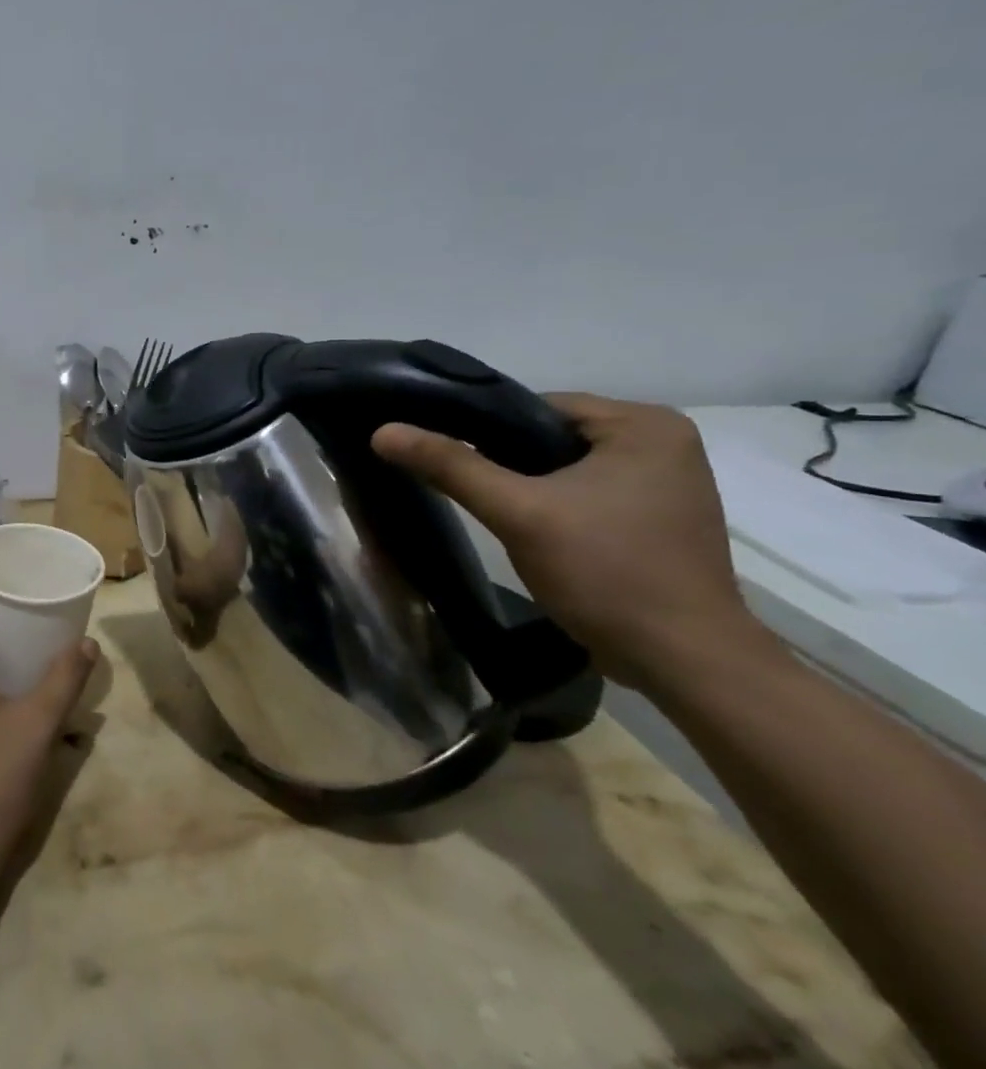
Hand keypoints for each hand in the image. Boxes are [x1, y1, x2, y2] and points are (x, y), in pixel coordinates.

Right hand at [371, 393, 752, 689]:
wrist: (684, 661)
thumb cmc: (608, 573)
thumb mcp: (519, 513)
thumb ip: (451, 467)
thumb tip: (383, 431)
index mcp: (645, 424)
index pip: (536, 407)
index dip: (484, 432)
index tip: (446, 459)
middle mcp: (664, 442)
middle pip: (550, 437)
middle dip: (507, 463)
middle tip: (470, 493)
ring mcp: (665, 483)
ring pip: (565, 468)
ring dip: (528, 487)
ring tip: (496, 513)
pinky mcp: (657, 518)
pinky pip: (587, 494)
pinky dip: (554, 506)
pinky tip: (532, 532)